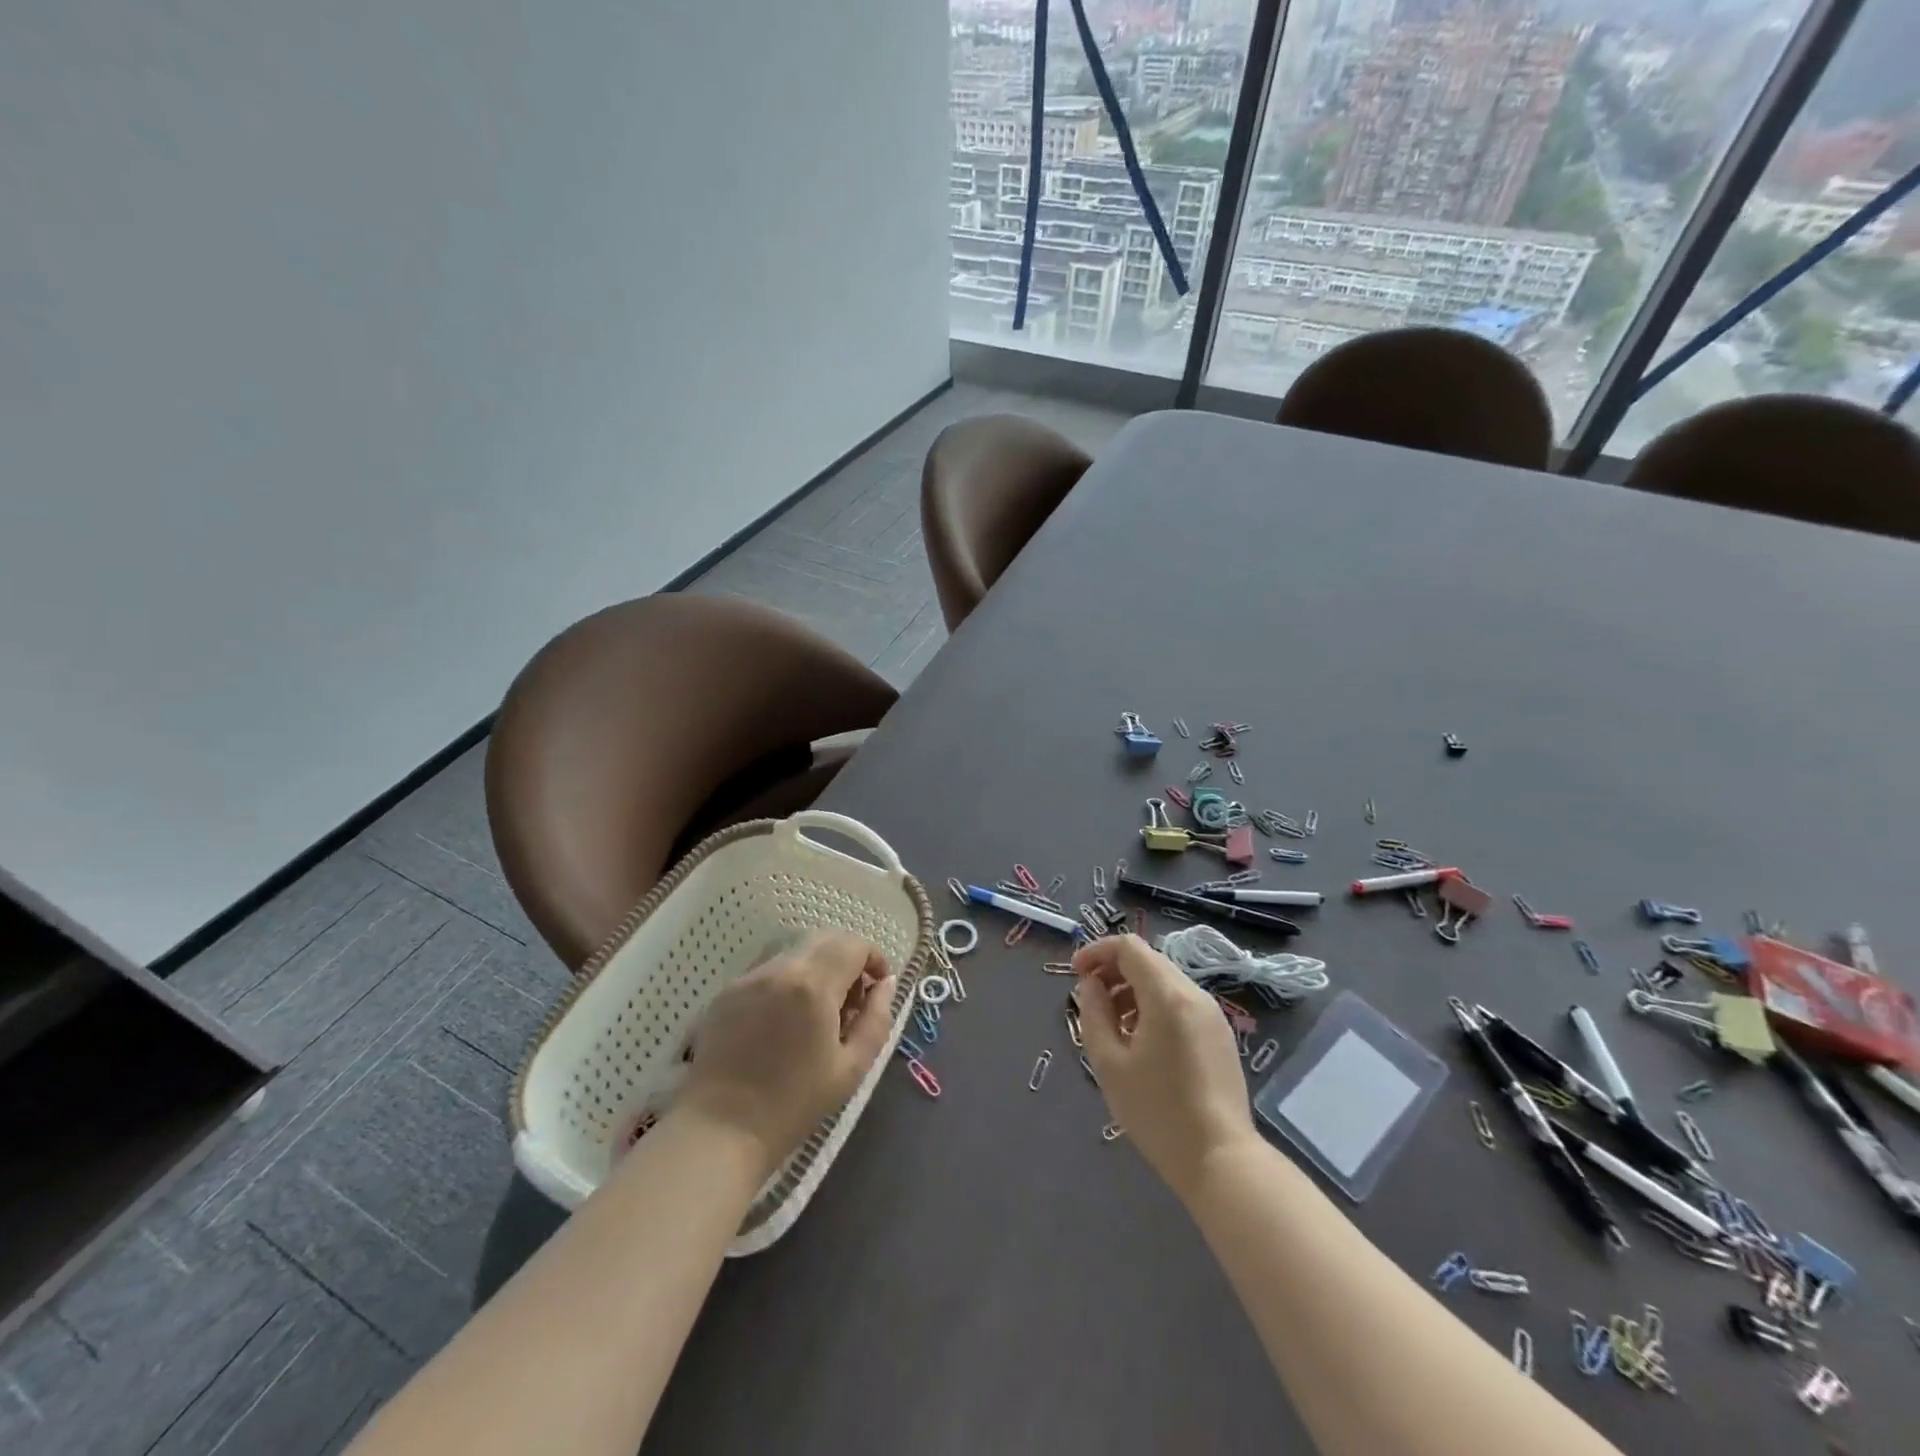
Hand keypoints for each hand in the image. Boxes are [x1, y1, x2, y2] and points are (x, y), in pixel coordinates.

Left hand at [679, 931, 895, 1175]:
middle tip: (853, 1001)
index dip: (874, 958)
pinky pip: (769, 971)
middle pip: (825, 939)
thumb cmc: (794, 1105)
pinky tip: (785, 1021)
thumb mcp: (852, 1067)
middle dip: (848, 959)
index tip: (879, 987)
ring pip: (796, 953)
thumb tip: (885, 984)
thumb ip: (877, 1019)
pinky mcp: (727, 992)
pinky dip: (788, 982)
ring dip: (818, 968)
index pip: (854, 945)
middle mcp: (780, 969)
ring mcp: (749, 977)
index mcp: (813, 986)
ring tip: (819, 1013)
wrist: (721, 1130)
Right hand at [1072, 935, 1254, 1199]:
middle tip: (1090, 999)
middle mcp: (1194, 994)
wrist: (1221, 1160)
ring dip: (1133, 989)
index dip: (1097, 952)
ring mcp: (1212, 1014)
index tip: (1075, 974)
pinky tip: (1141, 1041)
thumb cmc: (1157, 1112)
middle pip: (1148, 960)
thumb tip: (1091, 985)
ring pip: (1165, 981)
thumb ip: (1094, 1013)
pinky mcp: (1220, 1034)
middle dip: (1113, 970)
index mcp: (1167, 995)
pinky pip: (1181, 1002)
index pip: (1129, 947)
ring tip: (1112, 1025)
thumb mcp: (1109, 1063)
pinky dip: (1154, 1005)